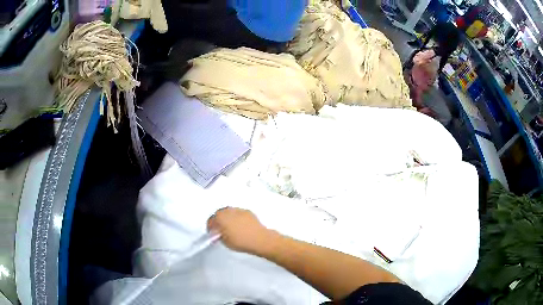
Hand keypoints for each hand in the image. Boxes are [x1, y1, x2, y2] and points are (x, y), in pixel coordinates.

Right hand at [207, 207, 273, 254]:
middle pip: (220, 213)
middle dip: (219, 220)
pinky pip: (238, 213)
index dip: (211, 227)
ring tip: (230, 226)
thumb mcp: (225, 241)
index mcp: (220, 218)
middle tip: (220, 229)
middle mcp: (228, 211)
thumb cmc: (240, 242)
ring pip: (229, 212)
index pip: (211, 220)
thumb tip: (218, 233)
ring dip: (227, 218)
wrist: (259, 239)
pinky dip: (236, 217)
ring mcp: (239, 210)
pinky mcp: (247, 211)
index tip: (213, 232)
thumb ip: (219, 235)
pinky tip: (240, 225)